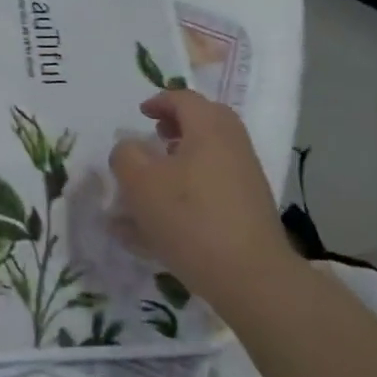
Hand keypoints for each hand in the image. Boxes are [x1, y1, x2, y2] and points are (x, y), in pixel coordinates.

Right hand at [108, 90, 298, 306]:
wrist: (250, 277)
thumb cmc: (189, 218)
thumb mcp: (139, 182)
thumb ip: (126, 155)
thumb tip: (130, 148)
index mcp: (209, 129)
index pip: (184, 99)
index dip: (159, 101)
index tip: (141, 114)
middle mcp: (233, 146)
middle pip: (206, 121)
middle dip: (178, 124)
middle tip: (155, 136)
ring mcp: (247, 178)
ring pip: (212, 153)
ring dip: (185, 155)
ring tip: (158, 176)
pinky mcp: (250, 208)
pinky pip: (217, 182)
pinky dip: (194, 183)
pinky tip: (171, 214)